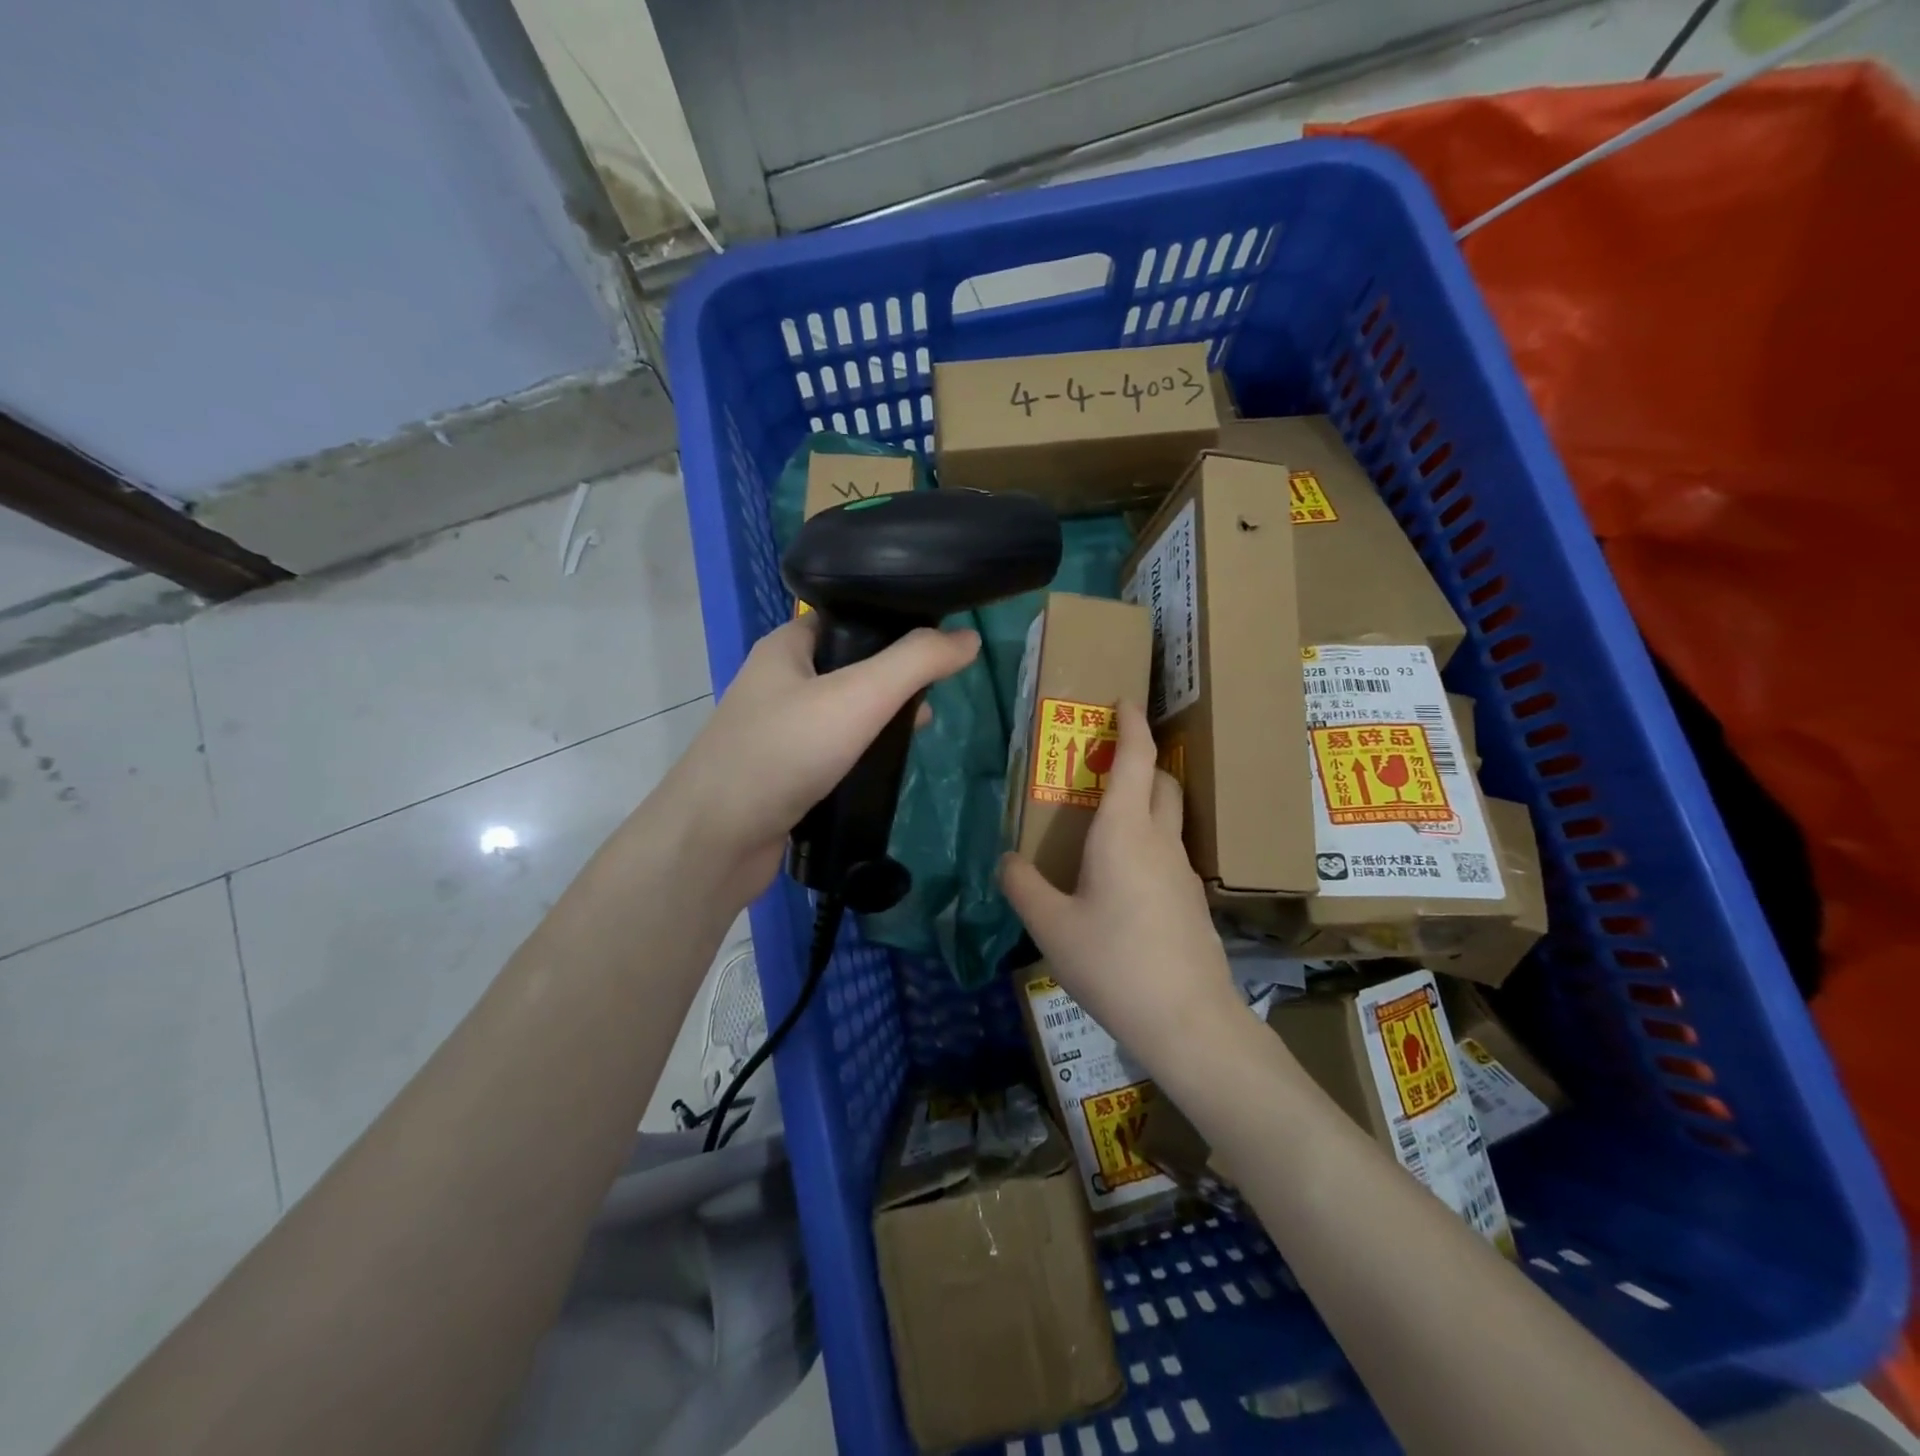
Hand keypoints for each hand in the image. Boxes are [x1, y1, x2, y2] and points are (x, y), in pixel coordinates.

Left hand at [658, 615, 979, 903]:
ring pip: (842, 713)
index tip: (936, 640)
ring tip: (920, 729)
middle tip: (933, 692)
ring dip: (879, 719)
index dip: (892, 622)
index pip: (847, 616)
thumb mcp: (858, 696)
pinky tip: (886, 768)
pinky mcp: (782, 774)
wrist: (715, 839)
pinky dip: (860, 755)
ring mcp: (777, 731)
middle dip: (893, 678)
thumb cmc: (783, 752)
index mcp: (786, 648)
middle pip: (849, 665)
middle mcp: (778, 682)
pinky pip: (831, 752)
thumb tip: (969, 639)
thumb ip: (916, 663)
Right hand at [999, 702, 1243, 1074]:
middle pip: (1161, 780)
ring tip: (1109, 818)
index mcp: (1124, 832)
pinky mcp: (1191, 899)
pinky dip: (1149, 838)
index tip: (1123, 701)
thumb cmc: (1113, 963)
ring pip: (1169, 815)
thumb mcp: (1050, 926)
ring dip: (1146, 799)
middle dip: (1141, 758)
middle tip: (1106, 762)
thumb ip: (1022, 886)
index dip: (1131, 724)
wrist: (1187, 1019)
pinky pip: (1169, 850)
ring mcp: (1181, 870)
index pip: (1135, 758)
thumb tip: (1006, 861)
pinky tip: (1122, 876)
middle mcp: (1159, 840)